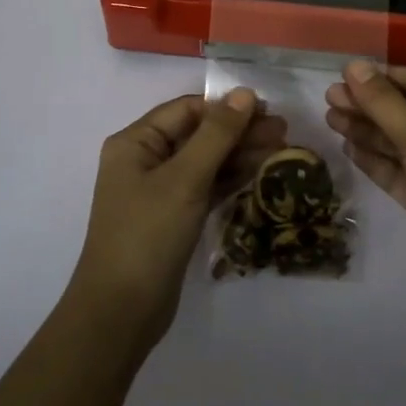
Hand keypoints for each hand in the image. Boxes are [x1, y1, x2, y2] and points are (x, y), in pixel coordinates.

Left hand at [68, 89, 283, 352]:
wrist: (121, 312)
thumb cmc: (148, 235)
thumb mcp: (184, 180)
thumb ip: (216, 135)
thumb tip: (244, 93)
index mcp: (135, 142)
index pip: (186, 110)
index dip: (226, 107)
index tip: (267, 110)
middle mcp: (144, 160)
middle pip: (197, 134)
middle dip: (238, 131)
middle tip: (284, 132)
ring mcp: (158, 191)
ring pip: (205, 161)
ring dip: (240, 154)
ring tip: (281, 149)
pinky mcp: (173, 217)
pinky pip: (205, 187)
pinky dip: (231, 179)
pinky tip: (260, 173)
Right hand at [325, 60, 405, 298]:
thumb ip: (385, 103)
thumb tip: (354, 66)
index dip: (385, 76)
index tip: (347, 74)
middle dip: (369, 104)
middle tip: (329, 97)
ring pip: (398, 142)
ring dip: (366, 130)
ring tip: (329, 119)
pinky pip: (397, 171)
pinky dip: (373, 159)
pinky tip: (347, 148)